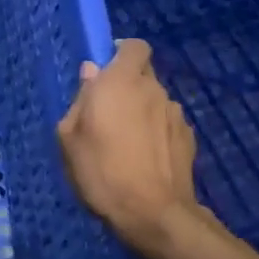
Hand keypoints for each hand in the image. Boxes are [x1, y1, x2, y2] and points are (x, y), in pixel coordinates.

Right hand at [57, 39, 204, 250]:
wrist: (152, 212)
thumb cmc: (101, 170)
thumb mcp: (69, 137)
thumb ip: (81, 100)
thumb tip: (91, 73)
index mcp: (120, 82)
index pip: (133, 46)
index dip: (120, 53)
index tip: (104, 71)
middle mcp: (153, 89)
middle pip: (142, 74)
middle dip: (126, 85)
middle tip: (107, 112)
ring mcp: (175, 113)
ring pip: (154, 100)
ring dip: (142, 110)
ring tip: (126, 141)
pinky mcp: (189, 137)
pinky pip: (166, 123)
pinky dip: (156, 132)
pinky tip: (145, 157)